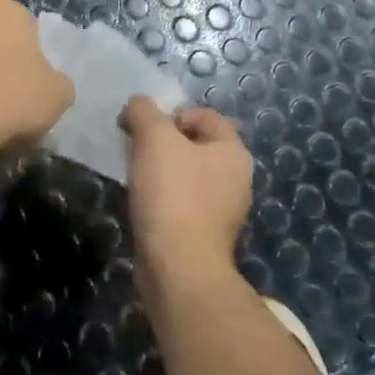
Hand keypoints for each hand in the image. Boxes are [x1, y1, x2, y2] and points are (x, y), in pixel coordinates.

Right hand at [120, 97, 253, 281]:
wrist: (178, 268)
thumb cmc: (172, 194)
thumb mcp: (154, 138)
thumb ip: (144, 112)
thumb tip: (137, 105)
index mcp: (234, 152)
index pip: (206, 116)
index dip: (173, 113)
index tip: (146, 128)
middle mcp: (237, 179)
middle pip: (196, 145)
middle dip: (164, 142)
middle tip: (136, 149)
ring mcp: (224, 211)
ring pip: (188, 175)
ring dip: (162, 171)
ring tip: (137, 177)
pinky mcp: (206, 236)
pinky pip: (183, 203)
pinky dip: (164, 199)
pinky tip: (145, 206)